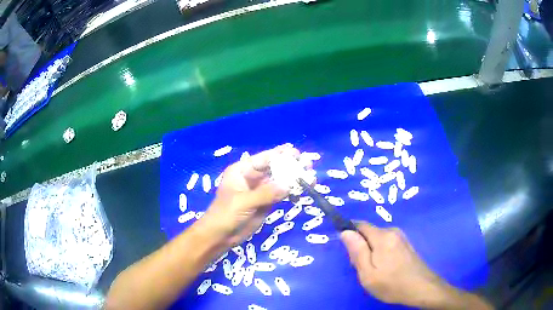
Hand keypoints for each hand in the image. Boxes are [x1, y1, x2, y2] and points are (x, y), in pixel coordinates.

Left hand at [202, 144, 298, 245]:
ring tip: (311, 178)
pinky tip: (301, 193)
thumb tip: (288, 186)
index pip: (263, 159)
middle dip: (291, 166)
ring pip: (280, 181)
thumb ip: (265, 193)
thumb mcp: (243, 202)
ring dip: (294, 180)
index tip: (296, 152)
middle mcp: (252, 178)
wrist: (220, 235)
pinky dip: (291, 193)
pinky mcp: (266, 203)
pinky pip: (281, 194)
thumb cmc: (225, 214)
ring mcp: (260, 191)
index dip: (280, 155)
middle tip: (308, 164)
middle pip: (274, 168)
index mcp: (242, 171)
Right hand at [340, 222, 448, 307]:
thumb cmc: (392, 284)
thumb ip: (357, 251)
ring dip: (371, 252)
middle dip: (361, 247)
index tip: (347, 251)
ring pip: (377, 240)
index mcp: (382, 237)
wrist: (422, 288)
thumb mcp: (368, 273)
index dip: (350, 233)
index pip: (360, 225)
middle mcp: (393, 232)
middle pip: (369, 234)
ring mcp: (401, 238)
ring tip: (374, 272)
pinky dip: (381, 254)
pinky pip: (387, 244)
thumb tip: (345, 232)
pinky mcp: (406, 245)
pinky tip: (386, 270)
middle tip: (362, 268)